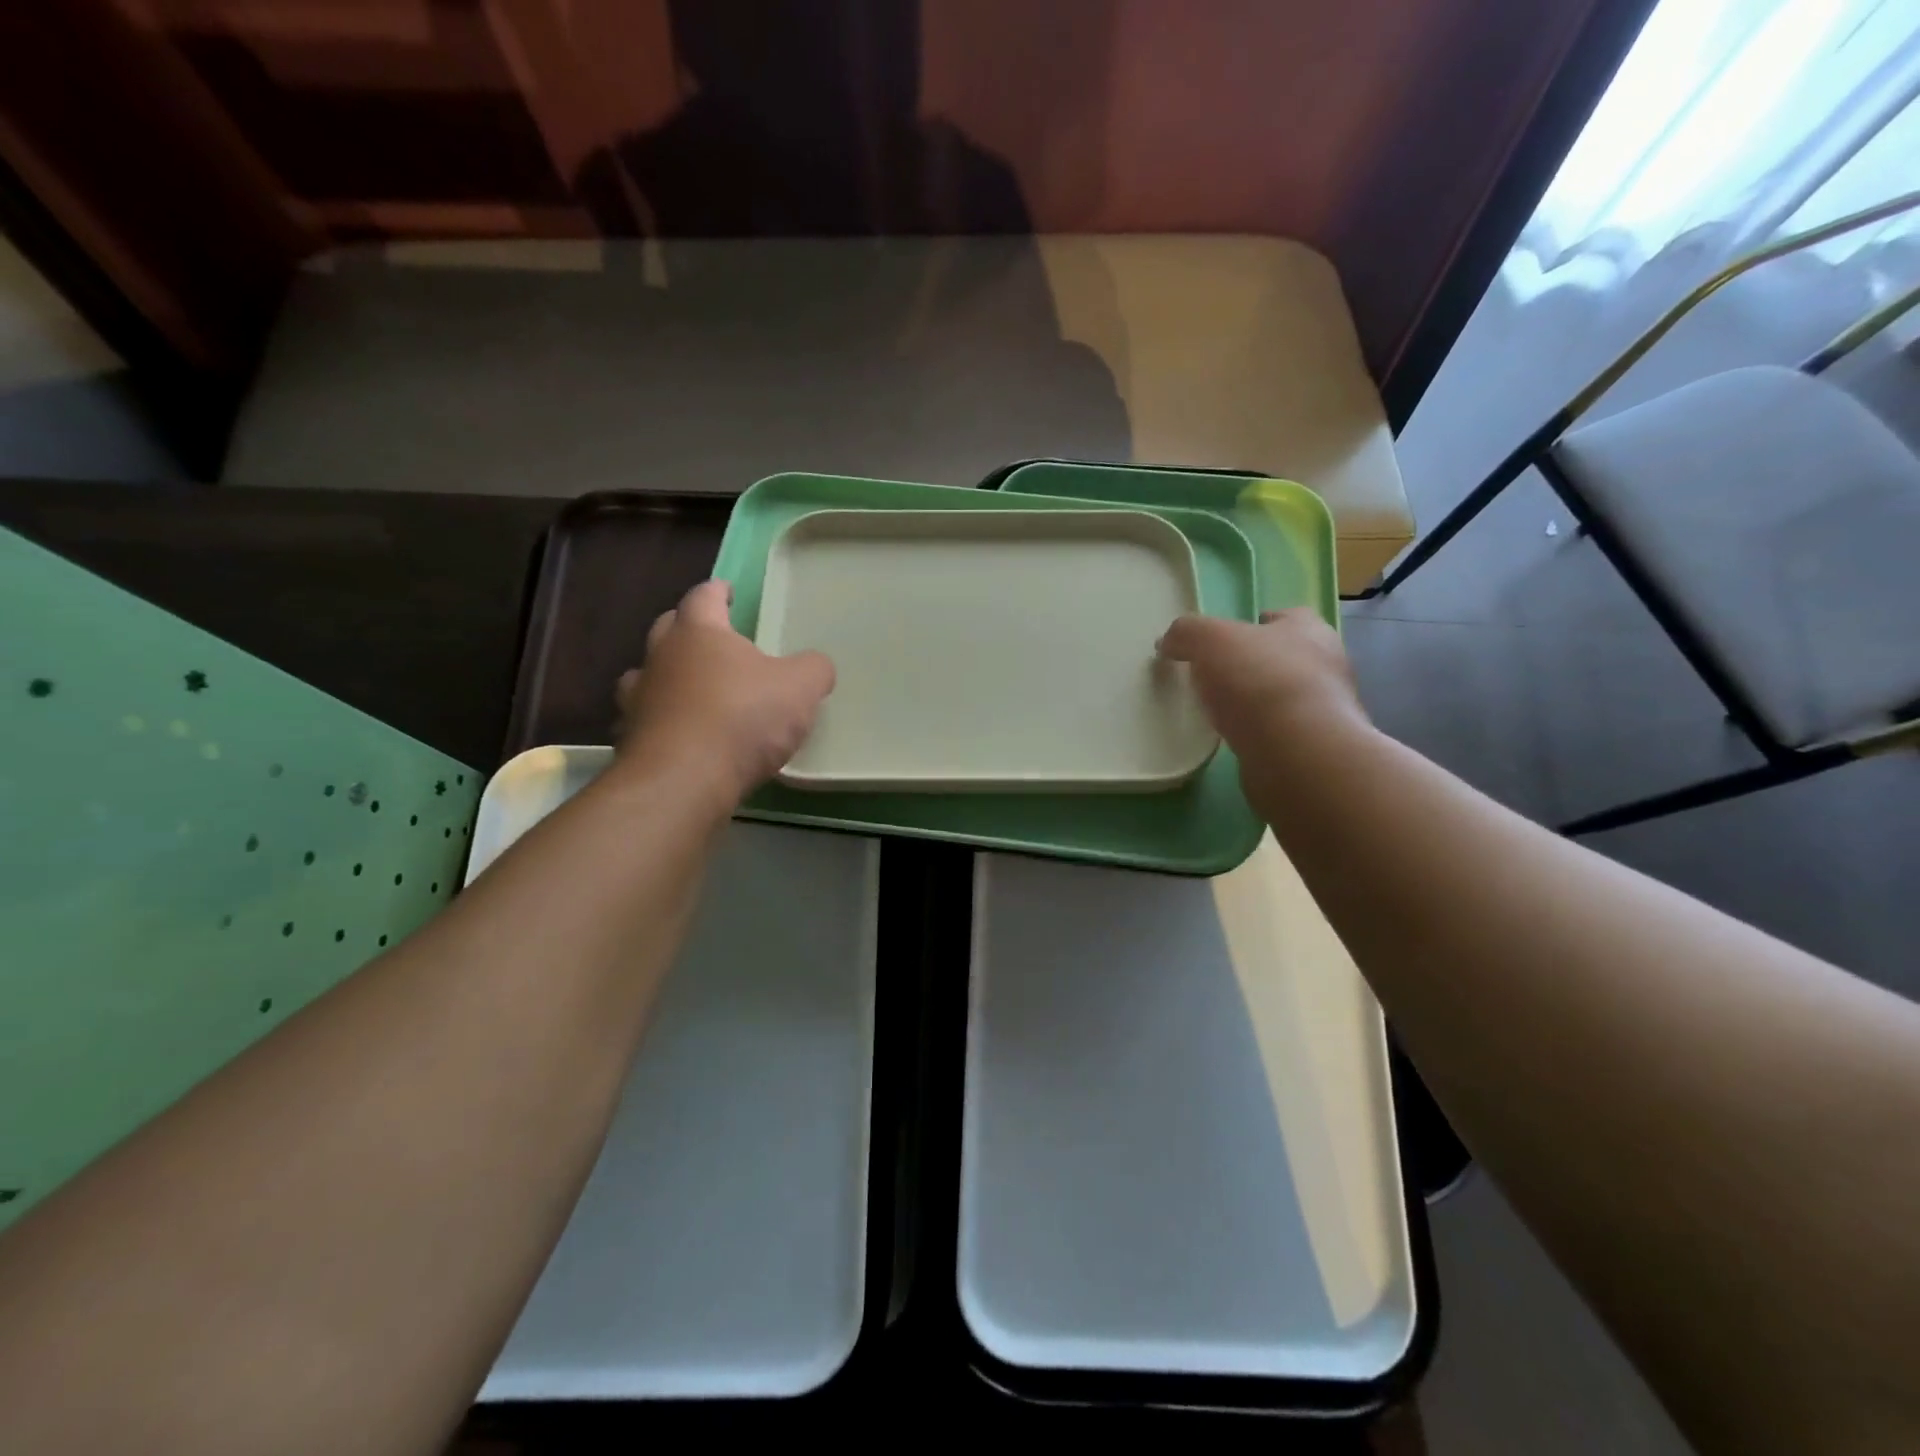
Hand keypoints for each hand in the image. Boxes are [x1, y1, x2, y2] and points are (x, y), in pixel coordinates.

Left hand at [615, 580, 835, 802]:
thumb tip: (816, 666)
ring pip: (645, 675)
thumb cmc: (742, 718)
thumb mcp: (800, 688)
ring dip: (666, 677)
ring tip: (687, 689)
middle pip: (668, 628)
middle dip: (688, 628)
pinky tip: (676, 737)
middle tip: (712, 638)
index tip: (726, 591)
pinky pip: (643, 722)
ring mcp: (638, 699)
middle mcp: (660, 657)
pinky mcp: (630, 740)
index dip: (717, 591)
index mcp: (698, 632)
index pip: (704, 596)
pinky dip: (658, 723)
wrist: (684, 781)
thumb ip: (813, 669)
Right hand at [1155, 608, 1368, 753]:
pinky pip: (1281, 734)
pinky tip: (1236, 740)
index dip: (1258, 624)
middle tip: (1219, 675)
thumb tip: (1168, 642)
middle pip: (1287, 658)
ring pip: (1285, 698)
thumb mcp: (1209, 640)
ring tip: (1222, 711)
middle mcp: (1326, 667)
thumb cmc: (1259, 679)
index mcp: (1309, 631)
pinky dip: (1260, 734)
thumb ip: (1186, 633)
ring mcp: (1324, 711)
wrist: (1296, 752)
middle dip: (1257, 664)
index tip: (1230, 638)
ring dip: (1259, 703)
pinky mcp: (1313, 749)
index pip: (1289, 617)